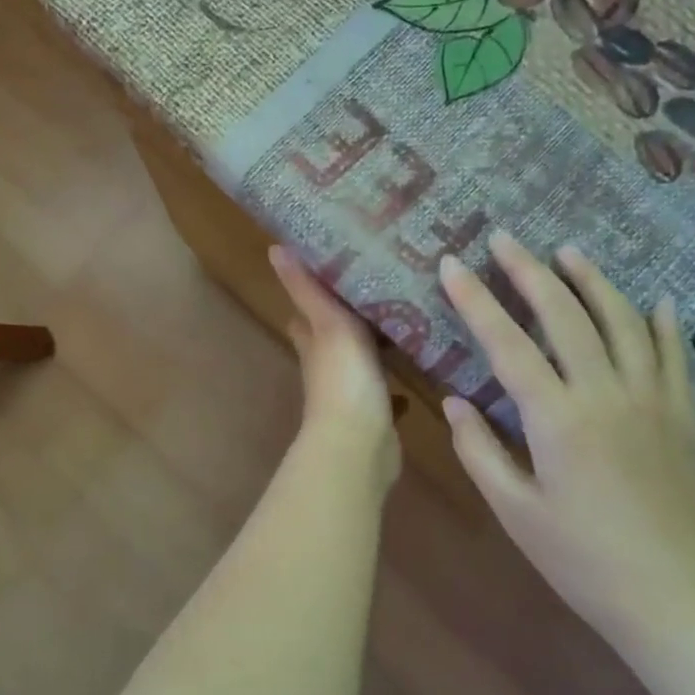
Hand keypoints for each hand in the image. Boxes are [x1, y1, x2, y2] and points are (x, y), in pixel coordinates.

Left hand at [270, 246, 399, 483]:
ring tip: (406, 320)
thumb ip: (307, 290)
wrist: (359, 446)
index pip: (306, 311)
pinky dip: (396, 383)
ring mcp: (350, 391)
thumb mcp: (328, 325)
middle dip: (351, 315)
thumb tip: (275, 249)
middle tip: (383, 287)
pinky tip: (419, 369)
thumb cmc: (343, 380)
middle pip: (334, 335)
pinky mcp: (374, 414)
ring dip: (376, 346)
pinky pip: (386, 392)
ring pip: (361, 361)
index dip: (313, 291)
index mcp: (314, 342)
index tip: (335, 266)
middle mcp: (326, 366)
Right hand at [437, 233, 694, 662]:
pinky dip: (664, 323)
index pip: (507, 343)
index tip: (451, 264)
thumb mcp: (516, 513)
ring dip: (592, 281)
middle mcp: (606, 394)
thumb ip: (480, 450)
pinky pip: (675, 357)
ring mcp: (652, 401)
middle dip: (529, 272)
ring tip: (568, 252)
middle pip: (565, 316)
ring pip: (622, 322)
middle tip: (504, 240)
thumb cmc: (582, 562)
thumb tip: (455, 402)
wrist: (678, 603)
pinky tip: (658, 300)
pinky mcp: (683, 418)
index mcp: (558, 419)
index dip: (475, 300)